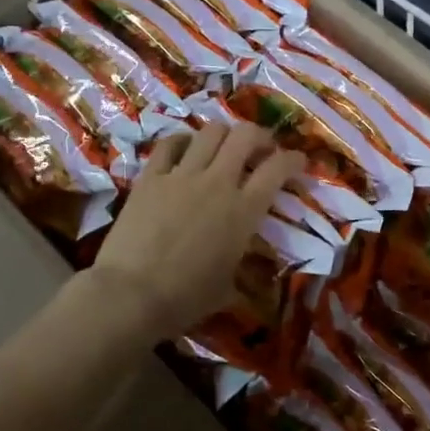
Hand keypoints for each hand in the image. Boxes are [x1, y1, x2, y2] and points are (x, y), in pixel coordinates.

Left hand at [90, 122, 303, 340]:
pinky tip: (185, 149)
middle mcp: (217, 182)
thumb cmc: (186, 298)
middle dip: (260, 137)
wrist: (131, 295)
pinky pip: (169, 144)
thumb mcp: (228, 287)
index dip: (294, 160)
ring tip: (224, 148)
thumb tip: (246, 265)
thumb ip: (242, 265)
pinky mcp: (150, 177)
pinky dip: (183, 141)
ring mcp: (181, 175)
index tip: (298, 162)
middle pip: (246, 136)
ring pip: (210, 131)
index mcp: (244, 211)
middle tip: (261, 151)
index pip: (278, 169)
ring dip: (224, 135)